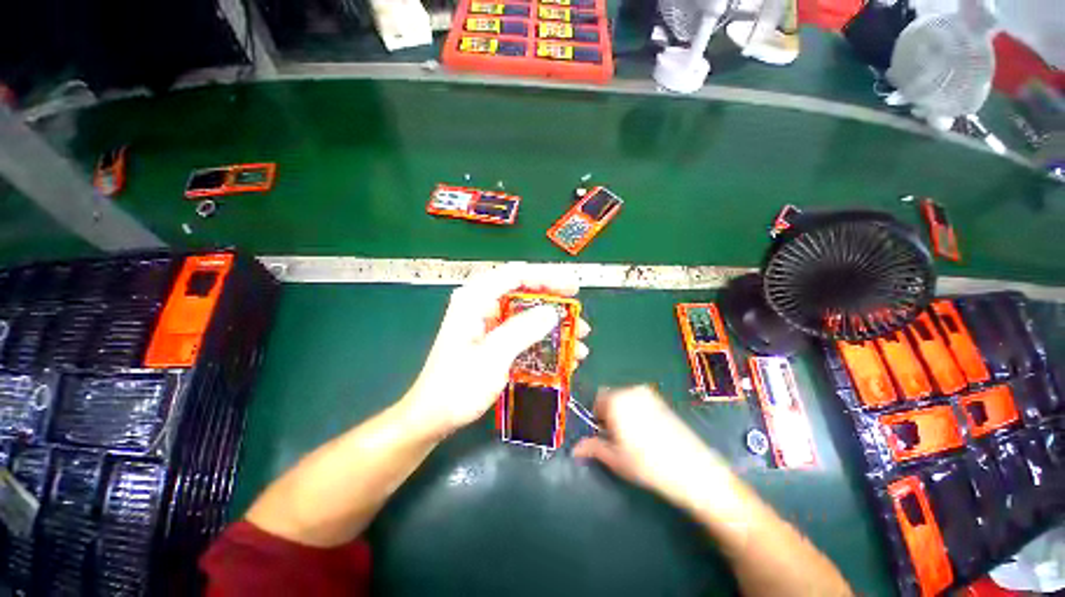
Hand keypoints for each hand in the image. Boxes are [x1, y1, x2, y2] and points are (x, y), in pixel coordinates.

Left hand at [403, 265, 589, 437]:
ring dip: (553, 325)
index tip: (572, 288)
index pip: (515, 275)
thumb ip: (522, 331)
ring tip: (578, 340)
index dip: (546, 277)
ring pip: (527, 313)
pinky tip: (563, 355)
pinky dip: (543, 340)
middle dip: (554, 303)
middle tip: (578, 314)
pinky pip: (523, 332)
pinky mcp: (493, 339)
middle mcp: (481, 305)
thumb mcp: (492, 357)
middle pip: (523, 292)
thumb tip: (553, 312)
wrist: (433, 417)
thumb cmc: (457, 387)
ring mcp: (487, 323)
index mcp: (475, 300)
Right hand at [573, 386, 729, 510]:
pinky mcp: (663, 402)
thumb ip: (592, 448)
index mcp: (616, 400)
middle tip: (616, 438)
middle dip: (610, 414)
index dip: (597, 417)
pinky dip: (638, 413)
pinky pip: (642, 402)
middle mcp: (631, 391)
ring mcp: (649, 395)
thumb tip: (575, 449)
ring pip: (627, 400)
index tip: (603, 434)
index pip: (597, 399)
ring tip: (633, 438)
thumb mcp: (614, 459)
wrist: (692, 470)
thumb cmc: (646, 464)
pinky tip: (648, 435)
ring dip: (624, 413)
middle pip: (612, 397)